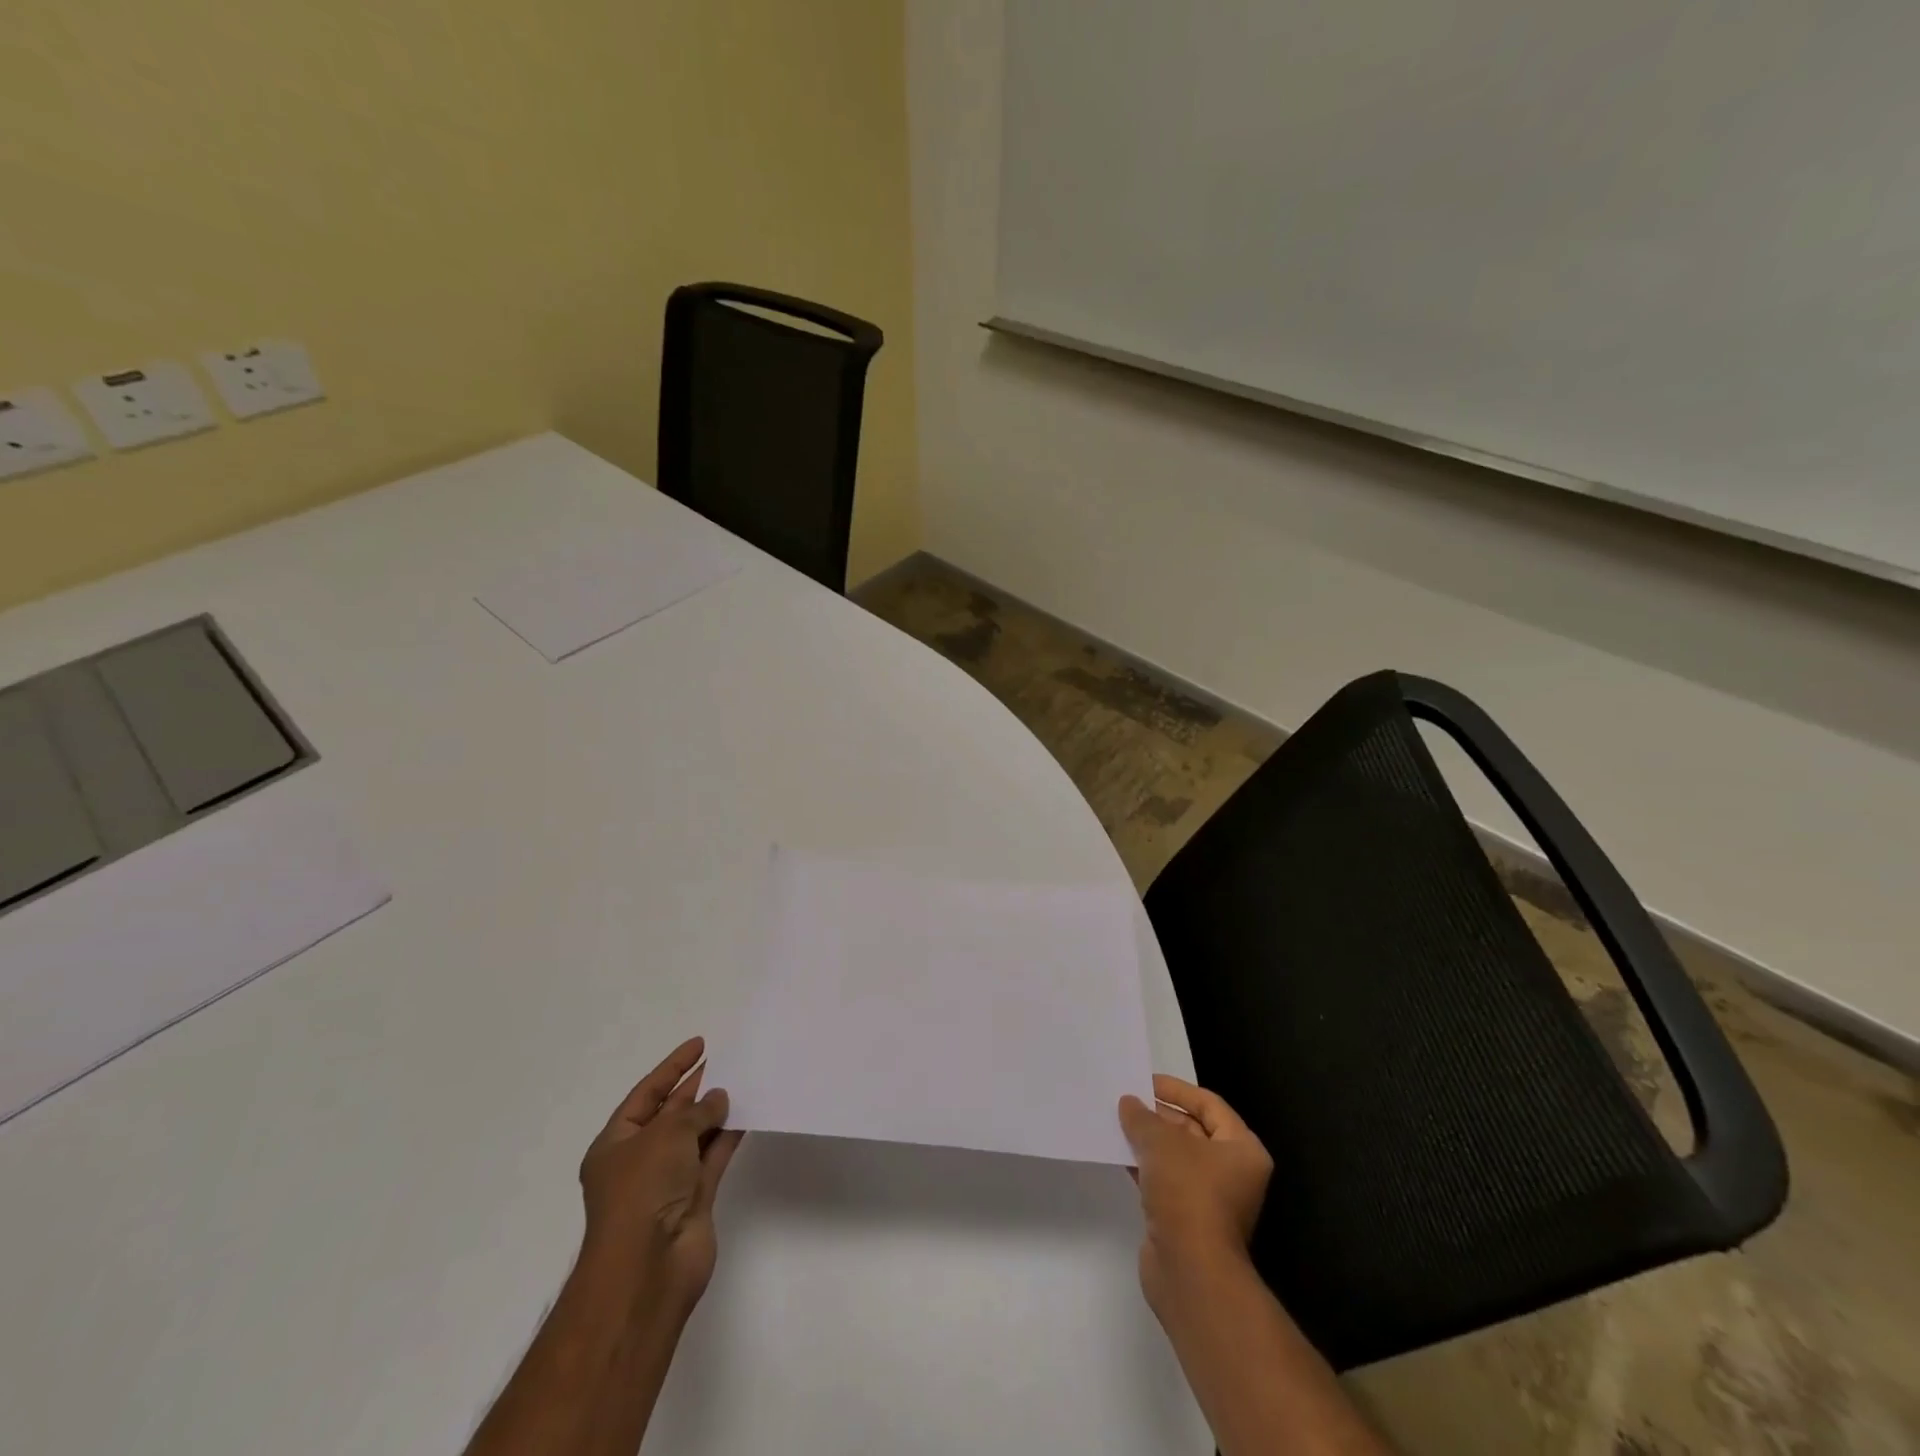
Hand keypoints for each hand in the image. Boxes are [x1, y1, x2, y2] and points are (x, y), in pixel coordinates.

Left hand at [578, 1036, 743, 1316]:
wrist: (648, 1268)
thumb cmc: (643, 1191)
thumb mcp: (666, 1134)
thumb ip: (696, 1111)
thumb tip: (718, 1098)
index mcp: (615, 1144)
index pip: (646, 1094)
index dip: (672, 1067)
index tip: (700, 1044)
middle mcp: (640, 1160)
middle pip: (671, 1113)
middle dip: (697, 1087)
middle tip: (728, 1059)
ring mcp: (668, 1182)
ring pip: (696, 1135)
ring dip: (717, 1111)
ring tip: (745, 1079)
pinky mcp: (695, 1199)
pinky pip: (714, 1157)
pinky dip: (730, 1136)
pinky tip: (751, 1113)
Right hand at [1119, 1074, 1273, 1315]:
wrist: (1190, 1271)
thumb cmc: (1188, 1193)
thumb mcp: (1161, 1142)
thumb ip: (1142, 1117)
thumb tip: (1129, 1103)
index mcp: (1243, 1149)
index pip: (1209, 1105)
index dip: (1177, 1090)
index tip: (1145, 1082)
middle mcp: (1232, 1173)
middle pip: (1193, 1131)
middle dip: (1159, 1116)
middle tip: (1126, 1101)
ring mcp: (1210, 1199)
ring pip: (1176, 1158)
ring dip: (1148, 1141)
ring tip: (1117, 1122)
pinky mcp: (1187, 1220)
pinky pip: (1165, 1181)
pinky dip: (1144, 1167)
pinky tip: (1119, 1154)